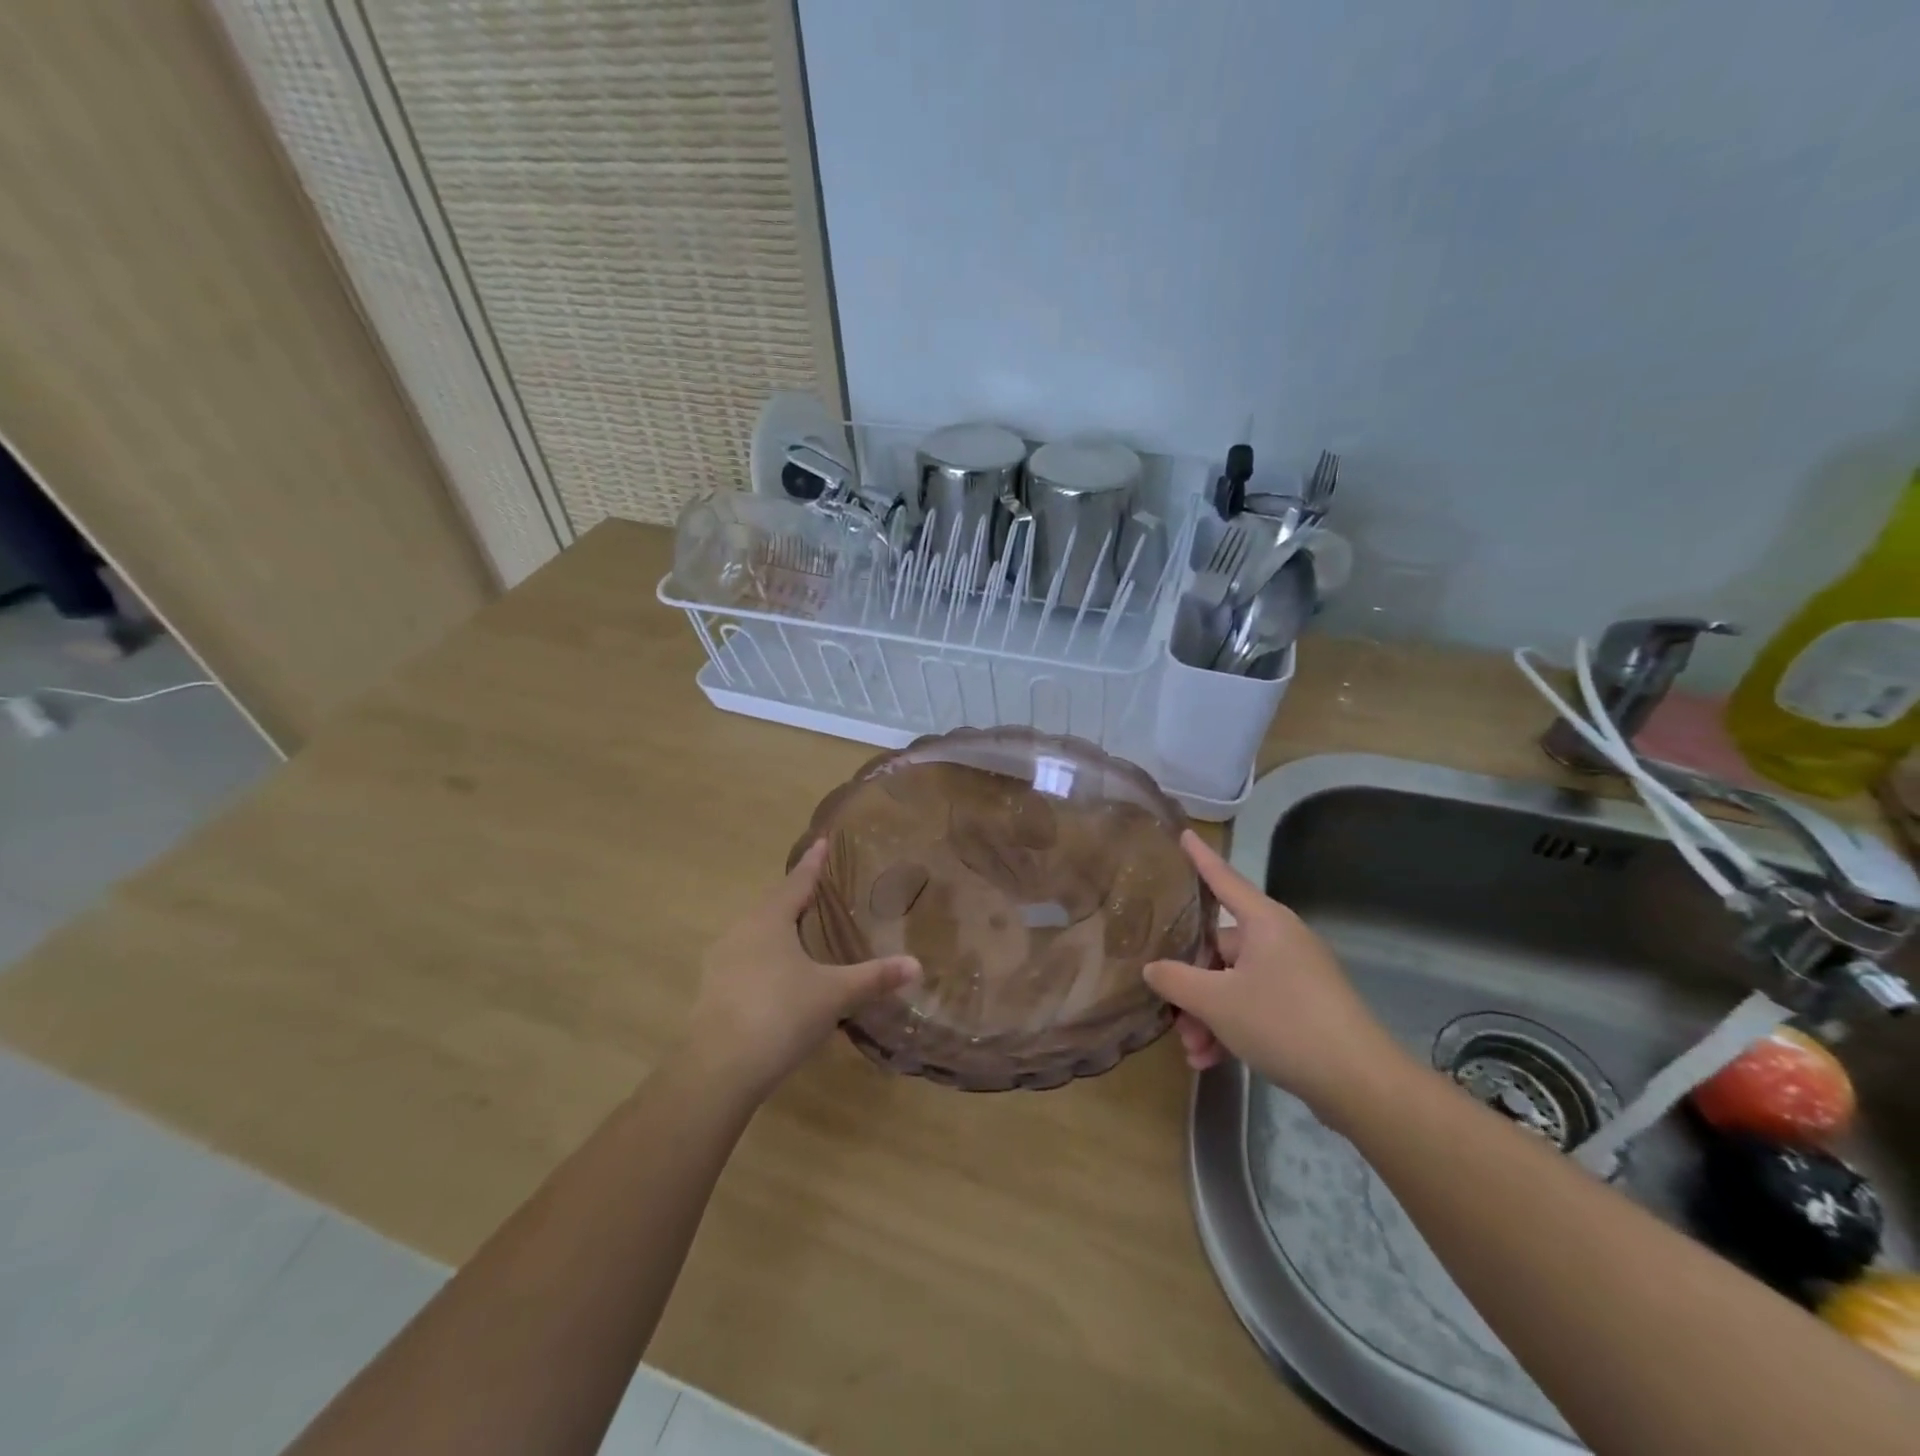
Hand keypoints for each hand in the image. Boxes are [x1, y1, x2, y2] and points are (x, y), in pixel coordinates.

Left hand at [685, 840, 919, 1098]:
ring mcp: (721, 961)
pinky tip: (778, 974)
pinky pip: (744, 959)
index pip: (797, 882)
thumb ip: (874, 977)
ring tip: (799, 930)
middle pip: (772, 904)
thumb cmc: (781, 1015)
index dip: (812, 863)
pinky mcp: (712, 990)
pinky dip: (765, 956)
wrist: (718, 1069)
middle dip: (794, 895)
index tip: (821, 841)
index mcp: (769, 920)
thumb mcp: (835, 995)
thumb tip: (917, 964)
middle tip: (817, 888)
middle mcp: (741, 931)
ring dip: (777, 927)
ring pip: (755, 932)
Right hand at [1145, 832, 1411, 1121]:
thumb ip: (1176, 980)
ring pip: (1233, 983)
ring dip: (1207, 1014)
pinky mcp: (1304, 1007)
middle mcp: (1280, 940)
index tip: (1183, 833)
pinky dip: (1231, 1027)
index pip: (1223, 879)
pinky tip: (1211, 1060)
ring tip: (1192, 1051)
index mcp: (1264, 922)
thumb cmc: (1283, 1023)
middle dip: (1191, 984)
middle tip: (1171, 1014)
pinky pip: (1254, 1005)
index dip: (1200, 858)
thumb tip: (1153, 969)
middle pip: (1219, 947)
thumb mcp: (1217, 1002)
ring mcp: (1294, 974)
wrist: (1360, 1083)